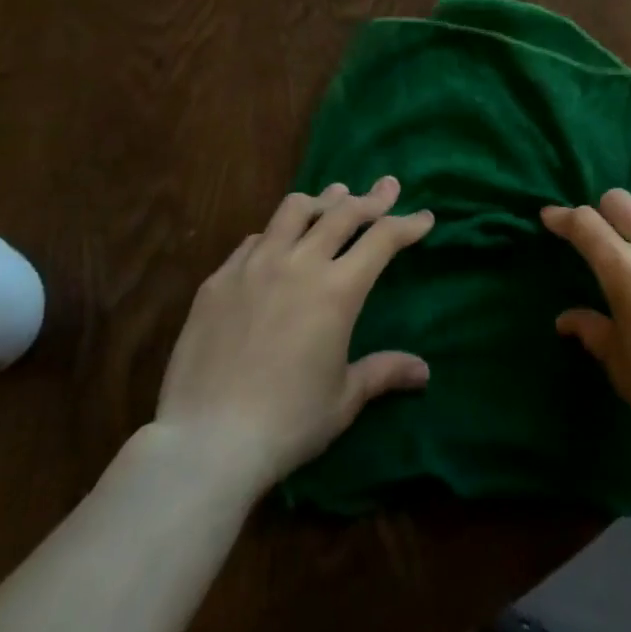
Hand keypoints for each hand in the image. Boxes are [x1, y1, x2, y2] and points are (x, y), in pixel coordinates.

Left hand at [150, 178, 433, 492]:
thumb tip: (424, 372)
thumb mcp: (343, 399)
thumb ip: (383, 372)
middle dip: (371, 198)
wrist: (206, 442)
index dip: (408, 224)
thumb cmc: (287, 424)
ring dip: (321, 201)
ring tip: (333, 200)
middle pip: (343, 212)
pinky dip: (276, 234)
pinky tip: (276, 246)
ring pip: (293, 211)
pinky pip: (254, 240)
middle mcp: (299, 264)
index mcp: (337, 290)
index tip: (424, 217)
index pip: (383, 239)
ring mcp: (254, 267)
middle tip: (387, 188)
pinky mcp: (218, 280)